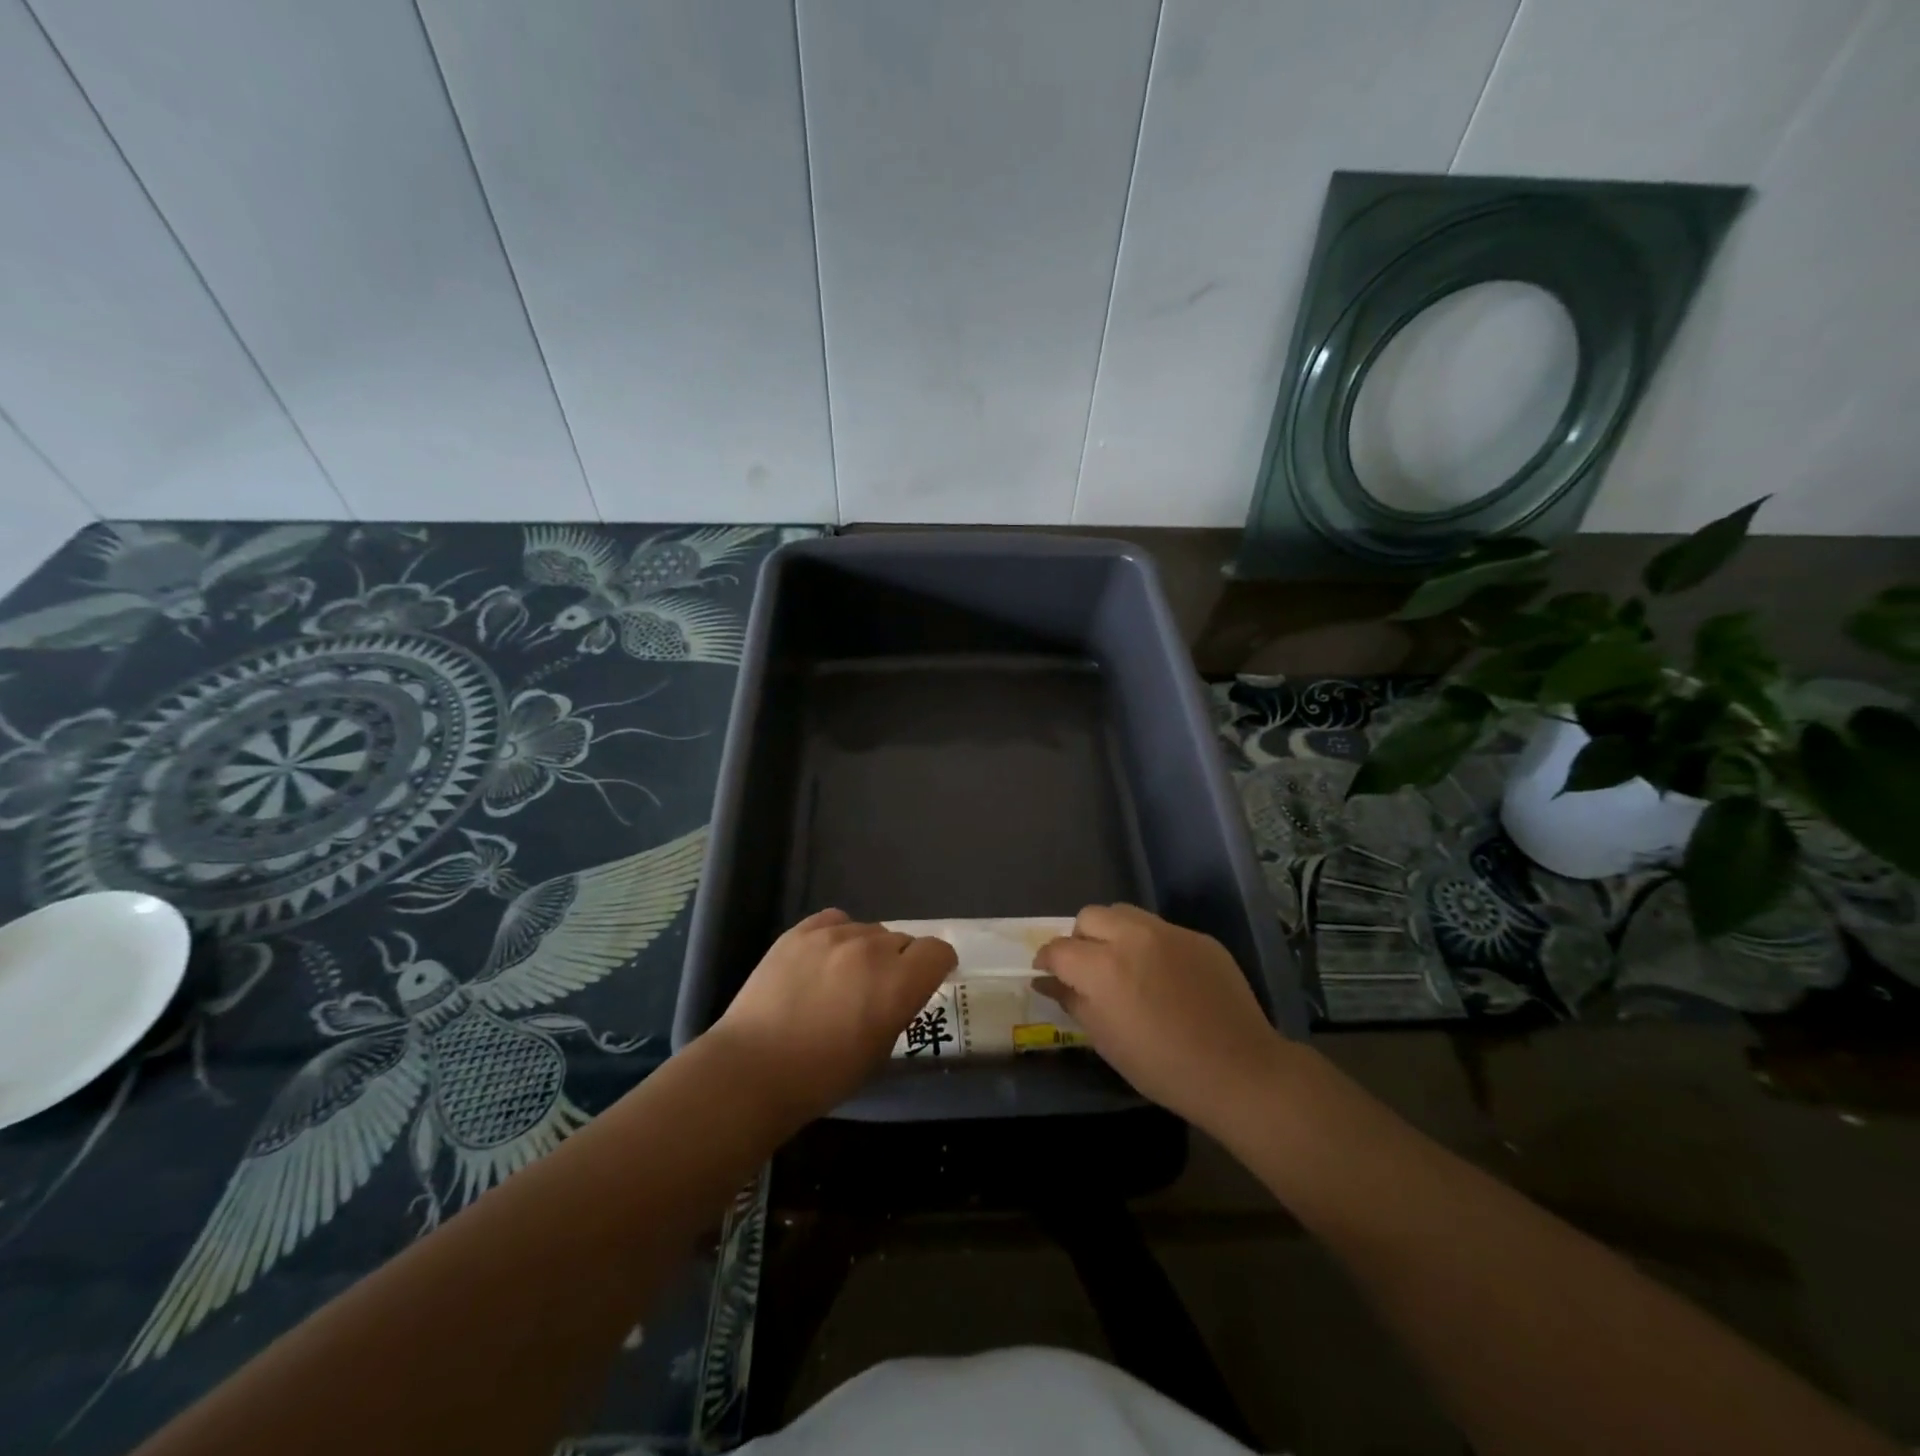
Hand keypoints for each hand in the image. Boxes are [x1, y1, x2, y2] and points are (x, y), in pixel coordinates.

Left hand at [707, 909, 957, 1122]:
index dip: (936, 966)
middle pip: (902, 940)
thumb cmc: (823, 1077)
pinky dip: (837, 937)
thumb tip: (899, 990)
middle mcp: (872, 949)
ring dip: (866, 951)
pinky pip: (835, 921)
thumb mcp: (880, 1051)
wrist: (753, 1070)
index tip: (925, 981)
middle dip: (899, 962)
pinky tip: (822, 961)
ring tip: (842, 978)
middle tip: (876, 991)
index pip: (938, 951)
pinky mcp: (800, 931)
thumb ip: (899, 1008)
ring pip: (868, 930)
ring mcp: (834, 935)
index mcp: (898, 982)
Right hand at [1033, 903, 1286, 1130]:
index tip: (1048, 974)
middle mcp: (1132, 936)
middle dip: (1080, 939)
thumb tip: (1046, 981)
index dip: (1047, 961)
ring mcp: (1169, 932)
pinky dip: (1149, 945)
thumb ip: (1072, 1000)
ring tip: (1124, 966)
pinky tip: (1163, 976)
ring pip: (1124, 914)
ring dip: (1113, 933)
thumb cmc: (1162, 1066)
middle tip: (1088, 969)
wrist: (1239, 1070)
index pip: (1058, 948)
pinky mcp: (1198, 937)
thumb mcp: (1106, 1040)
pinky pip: (1160, 929)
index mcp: (1103, 966)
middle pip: (1089, 916)